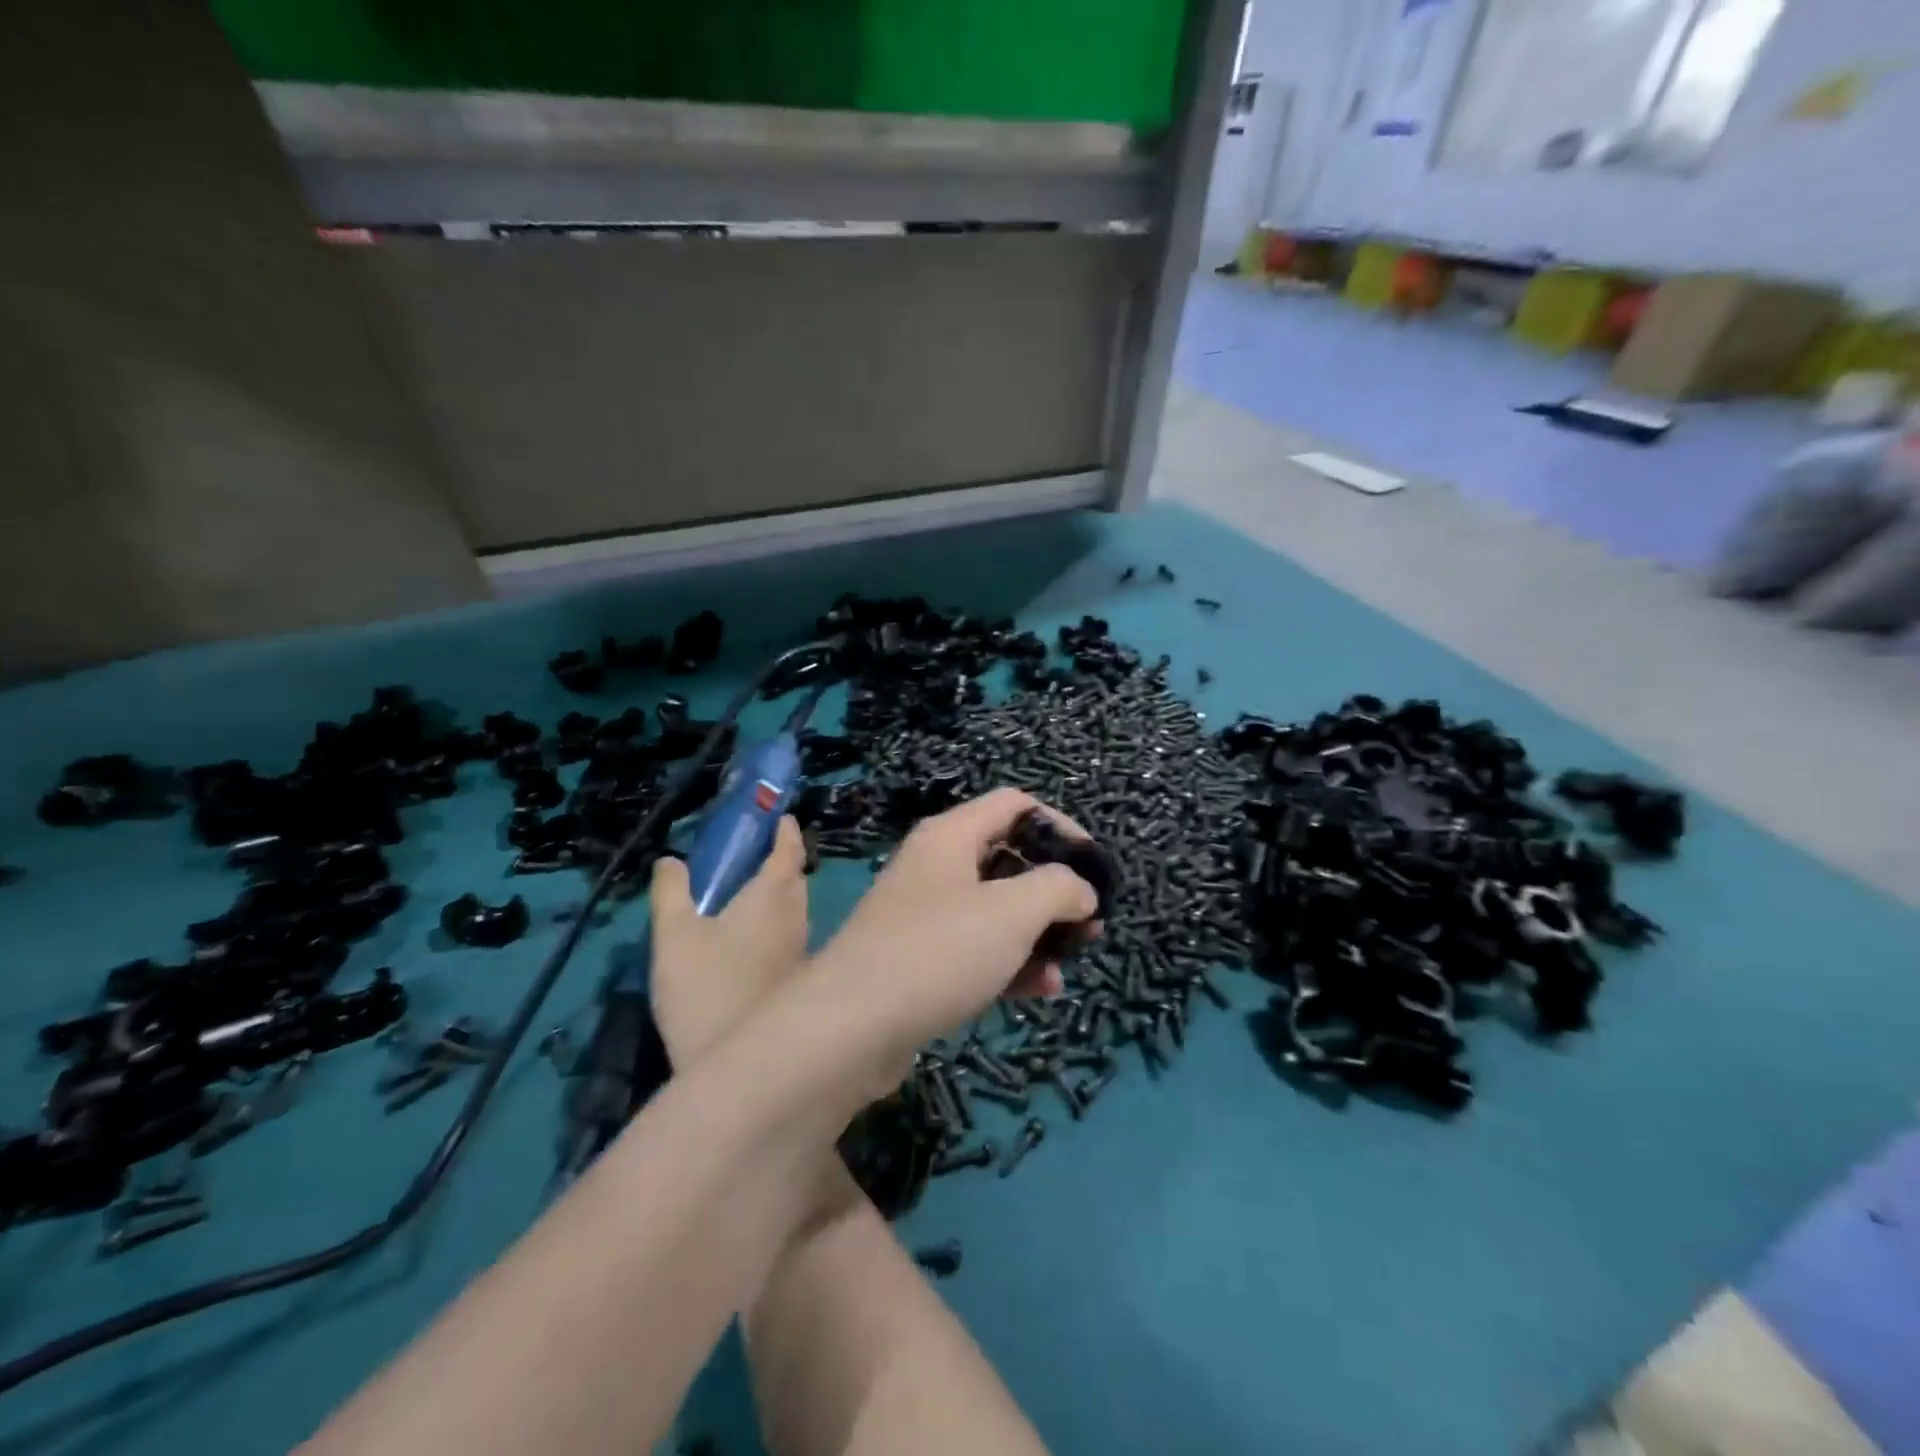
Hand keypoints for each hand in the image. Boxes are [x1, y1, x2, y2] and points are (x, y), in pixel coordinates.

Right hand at [649, 816, 808, 1064]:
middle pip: (794, 878)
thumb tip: (671, 859)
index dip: (783, 830)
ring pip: (794, 908)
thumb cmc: (705, 988)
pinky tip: (745, 941)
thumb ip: (671, 891)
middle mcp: (798, 916)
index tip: (775, 816)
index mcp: (774, 895)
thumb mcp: (674, 934)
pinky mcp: (798, 978)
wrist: (735, 1065)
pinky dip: (773, 924)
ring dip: (775, 895)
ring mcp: (802, 949)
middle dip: (777, 862)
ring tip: (741, 895)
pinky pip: (789, 935)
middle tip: (746, 855)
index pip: (789, 849)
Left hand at [808, 788, 1100, 1069]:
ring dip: (1037, 933)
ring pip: (996, 910)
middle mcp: (935, 865)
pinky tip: (1038, 991)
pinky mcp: (919, 959)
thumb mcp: (1014, 911)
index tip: (1094, 866)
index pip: (1015, 805)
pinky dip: (1009, 962)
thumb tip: (1081, 890)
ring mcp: (924, 914)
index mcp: (951, 836)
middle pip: (1008, 859)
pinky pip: (976, 948)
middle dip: (1054, 890)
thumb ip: (1059, 888)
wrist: (852, 1026)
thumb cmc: (940, 951)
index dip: (1061, 826)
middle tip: (1089, 924)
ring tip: (1067, 965)